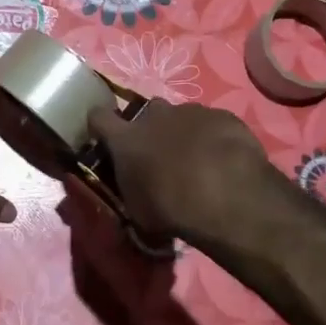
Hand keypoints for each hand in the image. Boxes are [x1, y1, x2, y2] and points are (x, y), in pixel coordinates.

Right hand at [86, 100, 278, 243]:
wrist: (228, 197)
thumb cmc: (172, 209)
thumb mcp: (138, 212)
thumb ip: (131, 191)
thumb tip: (134, 191)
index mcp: (126, 138)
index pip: (98, 116)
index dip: (101, 126)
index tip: (107, 139)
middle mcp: (155, 116)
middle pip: (147, 113)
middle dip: (152, 130)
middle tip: (162, 157)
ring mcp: (191, 112)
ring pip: (182, 117)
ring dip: (185, 134)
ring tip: (200, 162)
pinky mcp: (223, 116)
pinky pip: (213, 123)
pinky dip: (214, 137)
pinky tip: (225, 160)